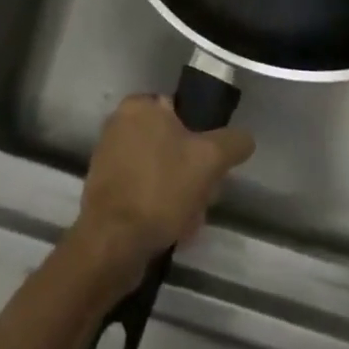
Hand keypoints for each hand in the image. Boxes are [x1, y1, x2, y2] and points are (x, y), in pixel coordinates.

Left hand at [70, 96, 254, 292]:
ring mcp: (109, 157)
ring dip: (178, 194)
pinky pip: (143, 191)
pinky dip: (158, 207)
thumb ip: (232, 143)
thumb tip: (244, 138)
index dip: (202, 140)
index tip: (212, 166)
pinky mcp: (105, 189)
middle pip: (173, 145)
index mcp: (139, 106)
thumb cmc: (160, 189)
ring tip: (188, 220)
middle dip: (192, 173)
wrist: (113, 241)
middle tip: (204, 197)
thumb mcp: (209, 160)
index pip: (183, 113)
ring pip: (160, 171)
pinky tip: (170, 230)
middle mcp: (119, 124)